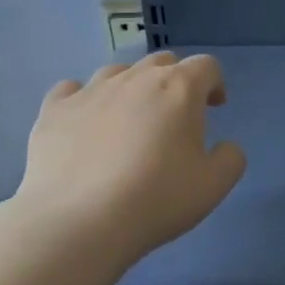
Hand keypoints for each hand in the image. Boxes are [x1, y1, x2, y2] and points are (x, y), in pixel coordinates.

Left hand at [13, 52, 245, 266]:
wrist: (77, 222)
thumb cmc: (155, 199)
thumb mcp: (213, 186)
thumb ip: (230, 158)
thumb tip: (224, 147)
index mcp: (179, 88)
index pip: (206, 66)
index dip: (214, 83)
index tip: (214, 108)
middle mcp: (135, 78)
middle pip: (162, 62)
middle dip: (174, 81)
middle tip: (174, 117)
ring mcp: (90, 91)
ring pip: (117, 72)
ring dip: (131, 87)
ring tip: (129, 120)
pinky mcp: (54, 110)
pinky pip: (71, 89)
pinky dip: (83, 99)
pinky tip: (84, 123)